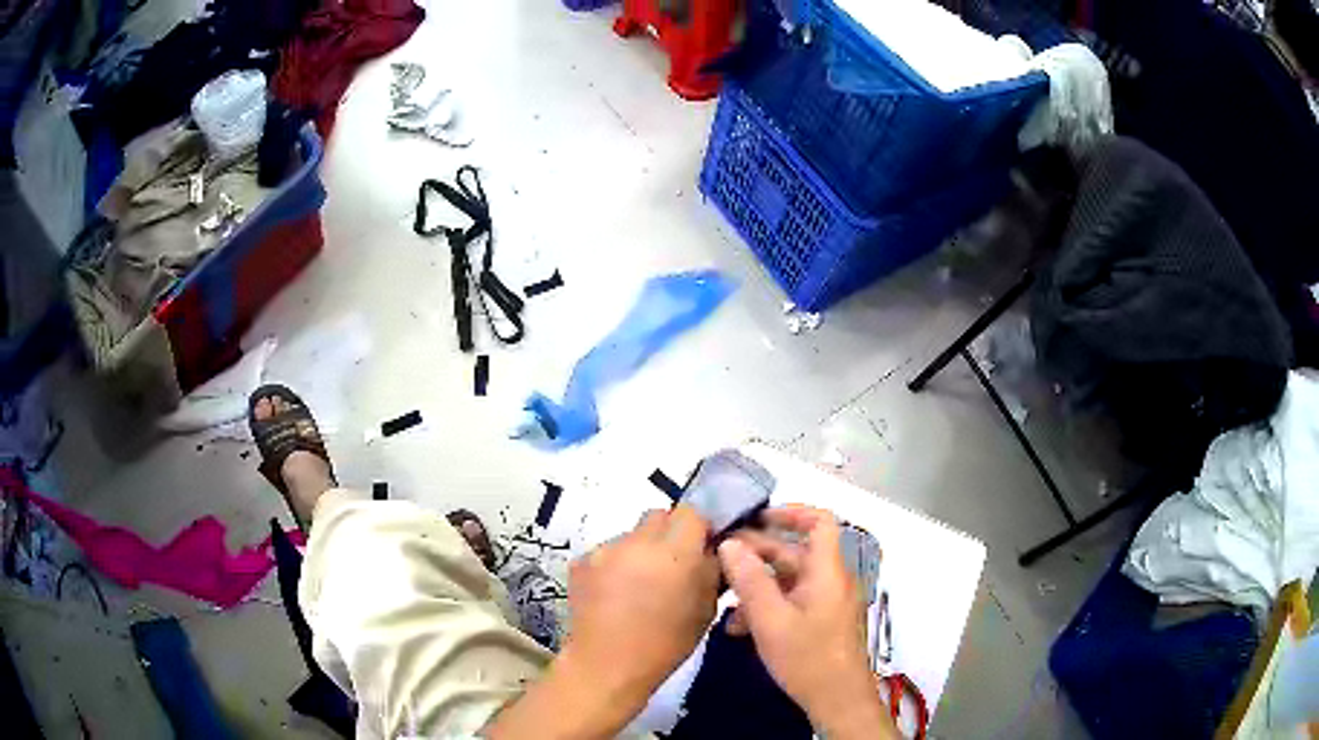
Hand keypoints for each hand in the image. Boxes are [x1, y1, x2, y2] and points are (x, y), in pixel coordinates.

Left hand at [564, 505, 720, 710]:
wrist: (607, 665)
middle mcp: (638, 542)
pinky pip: (607, 552)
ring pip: (631, 534)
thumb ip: (711, 570)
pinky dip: (614, 565)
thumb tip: (711, 549)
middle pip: (658, 516)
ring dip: (640, 550)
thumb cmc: (666, 644)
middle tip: (671, 565)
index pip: (691, 512)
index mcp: (675, 552)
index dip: (698, 528)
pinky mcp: (580, 561)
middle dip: (669, 534)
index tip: (700, 548)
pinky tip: (614, 593)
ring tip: (638, 584)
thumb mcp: (707, 609)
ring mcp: (605, 549)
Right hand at [718, 505, 897, 739]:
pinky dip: (768, 606)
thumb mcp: (770, 620)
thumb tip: (730, 544)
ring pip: (788, 580)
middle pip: (795, 552)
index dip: (789, 512)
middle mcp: (830, 580)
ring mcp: (827, 602)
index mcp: (827, 571)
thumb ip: (749, 580)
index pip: (819, 522)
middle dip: (757, 553)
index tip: (754, 518)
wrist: (838, 700)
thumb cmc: (807, 657)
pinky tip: (740, 628)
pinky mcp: (821, 622)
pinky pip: (792, 601)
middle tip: (720, 557)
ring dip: (757, 585)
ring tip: (725, 601)